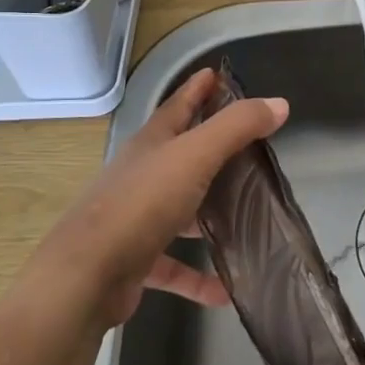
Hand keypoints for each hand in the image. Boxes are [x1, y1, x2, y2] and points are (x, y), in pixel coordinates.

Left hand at [34, 67, 287, 326]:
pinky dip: (199, 276)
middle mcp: (142, 175)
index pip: (178, 105)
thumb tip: (278, 104)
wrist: (86, 276)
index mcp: (152, 143)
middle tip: (251, 147)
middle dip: (212, 148)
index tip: (219, 74)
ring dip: (209, 214)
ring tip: (246, 217)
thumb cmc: (142, 203)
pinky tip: (227, 289)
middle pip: (180, 154)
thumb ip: (237, 127)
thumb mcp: (195, 155)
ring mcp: (136, 218)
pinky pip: (175, 265)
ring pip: (180, 209)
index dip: (199, 88)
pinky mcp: (135, 260)